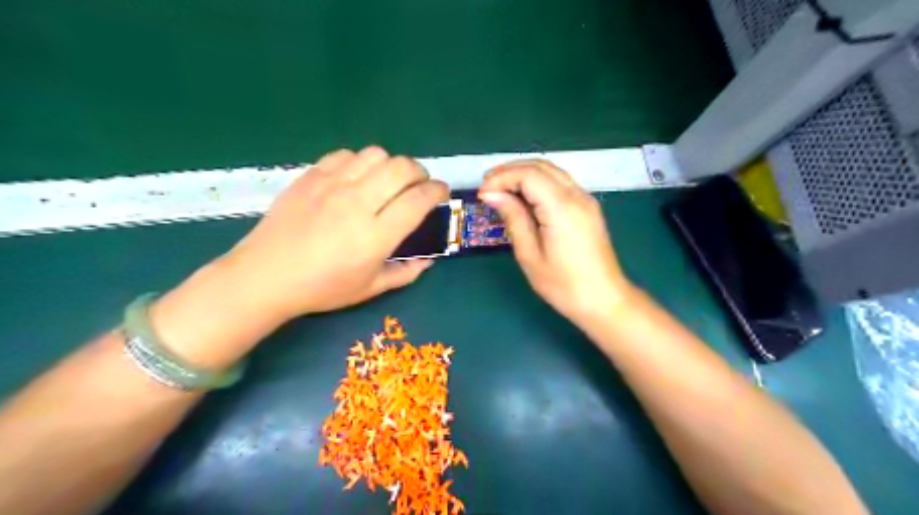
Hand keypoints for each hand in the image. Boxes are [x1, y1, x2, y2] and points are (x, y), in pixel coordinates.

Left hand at [225, 145, 447, 318]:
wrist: (266, 276)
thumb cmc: (322, 288)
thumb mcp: (370, 288)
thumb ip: (406, 273)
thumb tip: (429, 260)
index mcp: (376, 235)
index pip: (418, 199)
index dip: (437, 191)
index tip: (441, 192)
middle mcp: (358, 203)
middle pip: (402, 167)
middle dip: (420, 171)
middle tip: (419, 184)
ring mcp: (332, 185)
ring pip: (376, 154)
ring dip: (391, 164)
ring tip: (388, 180)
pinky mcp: (311, 176)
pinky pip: (346, 155)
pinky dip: (360, 162)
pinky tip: (357, 178)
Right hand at [477, 160, 636, 325]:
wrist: (603, 299)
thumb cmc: (563, 284)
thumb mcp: (529, 254)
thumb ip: (513, 217)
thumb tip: (492, 194)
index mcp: (561, 207)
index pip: (528, 175)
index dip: (501, 178)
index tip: (482, 194)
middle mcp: (576, 195)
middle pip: (540, 166)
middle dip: (510, 171)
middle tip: (486, 186)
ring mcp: (585, 199)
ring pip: (551, 170)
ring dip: (523, 173)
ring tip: (500, 189)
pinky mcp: (587, 206)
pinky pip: (560, 182)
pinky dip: (538, 182)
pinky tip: (523, 196)